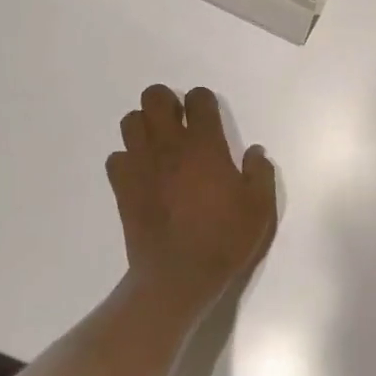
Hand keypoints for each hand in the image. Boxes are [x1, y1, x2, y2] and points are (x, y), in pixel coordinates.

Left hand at [106, 85, 275, 314]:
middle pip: (155, 98)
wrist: (178, 276)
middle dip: (166, 102)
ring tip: (159, 145)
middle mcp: (170, 146)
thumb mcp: (260, 207)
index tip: (209, 117)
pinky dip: (127, 159)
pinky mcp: (122, 187)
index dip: (203, 101)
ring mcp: (141, 165)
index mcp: (205, 145)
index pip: (198, 99)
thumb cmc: (224, 239)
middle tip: (179, 122)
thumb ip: (260, 173)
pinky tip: (142, 174)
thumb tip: (254, 152)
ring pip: (130, 121)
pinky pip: (116, 157)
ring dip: (144, 126)